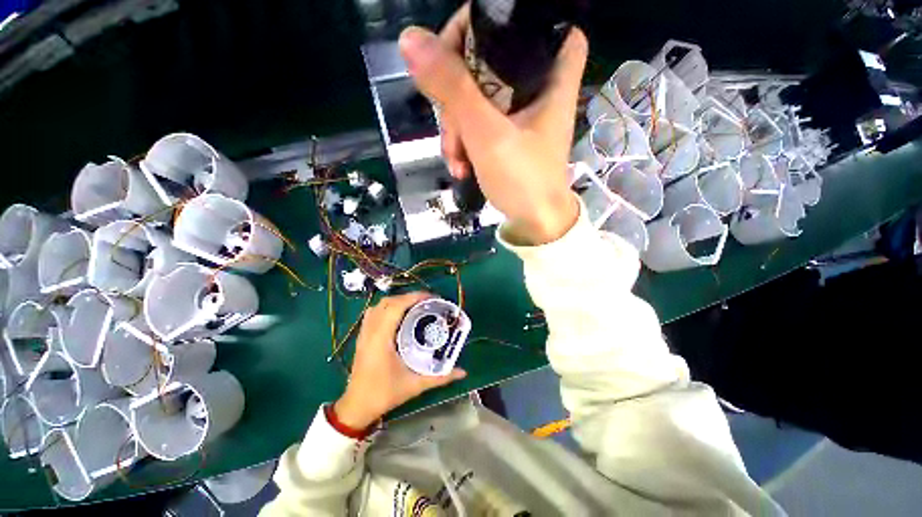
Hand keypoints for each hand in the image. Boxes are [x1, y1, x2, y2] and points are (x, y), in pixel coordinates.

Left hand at [334, 292, 466, 429]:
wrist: (357, 407)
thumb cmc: (384, 394)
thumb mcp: (414, 385)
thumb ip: (440, 378)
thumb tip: (462, 372)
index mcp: (381, 340)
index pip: (395, 307)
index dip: (413, 297)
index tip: (431, 297)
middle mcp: (370, 332)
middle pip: (387, 302)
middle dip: (408, 297)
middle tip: (427, 302)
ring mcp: (364, 333)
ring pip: (378, 306)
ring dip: (397, 301)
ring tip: (415, 305)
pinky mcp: (362, 337)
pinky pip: (373, 313)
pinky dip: (387, 307)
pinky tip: (399, 315)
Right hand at [398, 6, 588, 244]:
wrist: (535, 223)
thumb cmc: (522, 180)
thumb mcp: (486, 134)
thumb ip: (452, 87)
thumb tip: (411, 39)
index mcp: (551, 71)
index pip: (523, 17)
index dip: (484, 25)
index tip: (458, 52)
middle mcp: (538, 84)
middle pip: (488, 59)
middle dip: (457, 94)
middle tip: (452, 128)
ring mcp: (521, 111)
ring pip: (476, 94)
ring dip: (456, 126)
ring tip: (457, 160)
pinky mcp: (508, 132)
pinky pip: (478, 121)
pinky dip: (465, 140)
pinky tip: (461, 165)